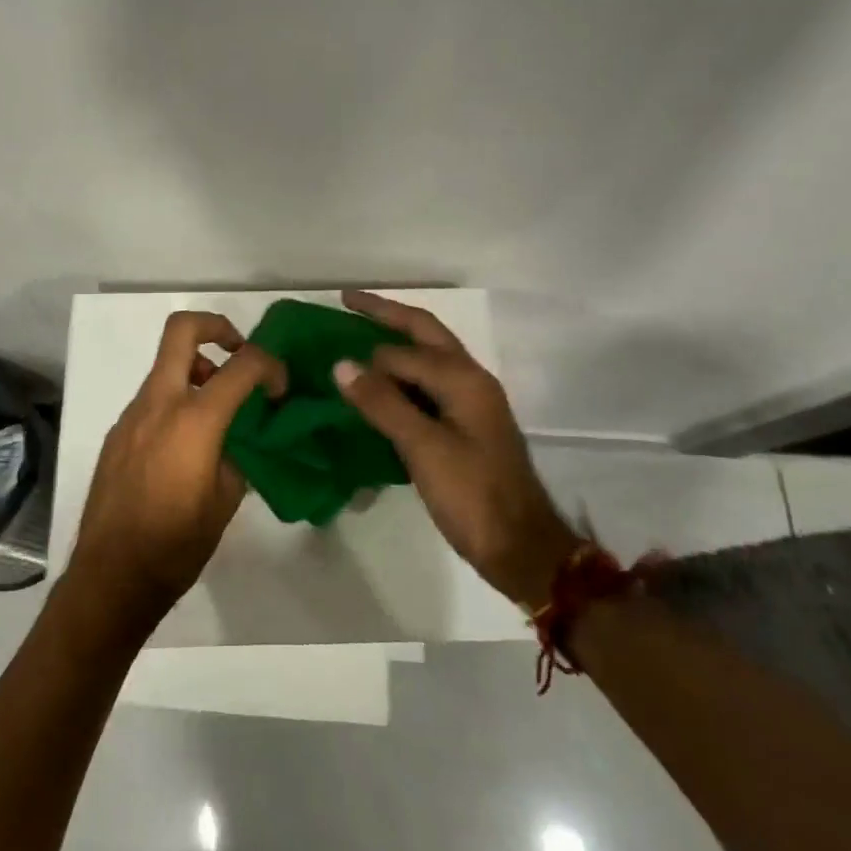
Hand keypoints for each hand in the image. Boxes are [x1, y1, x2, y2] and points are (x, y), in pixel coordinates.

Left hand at [69, 311, 285, 616]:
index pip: (242, 364)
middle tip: (238, 352)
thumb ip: (237, 453)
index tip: (279, 389)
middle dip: (217, 327)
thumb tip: (238, 436)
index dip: (270, 365)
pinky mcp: (117, 433)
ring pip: (165, 364)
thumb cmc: (177, 544)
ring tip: (219, 411)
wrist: (110, 578)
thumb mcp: (226, 499)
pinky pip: (152, 398)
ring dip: (196, 370)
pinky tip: (187, 445)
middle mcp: (159, 403)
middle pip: (182, 330)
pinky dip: (176, 400)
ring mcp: (132, 415)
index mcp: (194, 419)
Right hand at [334, 289, 579, 606]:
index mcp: (463, 378)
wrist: (521, 548)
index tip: (329, 360)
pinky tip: (380, 388)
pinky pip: (428, 385)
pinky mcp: (466, 425)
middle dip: (386, 314)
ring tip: (357, 336)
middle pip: (424, 332)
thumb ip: (384, 403)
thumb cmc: (473, 496)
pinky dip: (401, 377)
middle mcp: (470, 379)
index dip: (368, 356)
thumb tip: (341, 364)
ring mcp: (471, 402)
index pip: (403, 352)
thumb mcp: (424, 449)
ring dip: (395, 342)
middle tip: (347, 301)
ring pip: (428, 357)